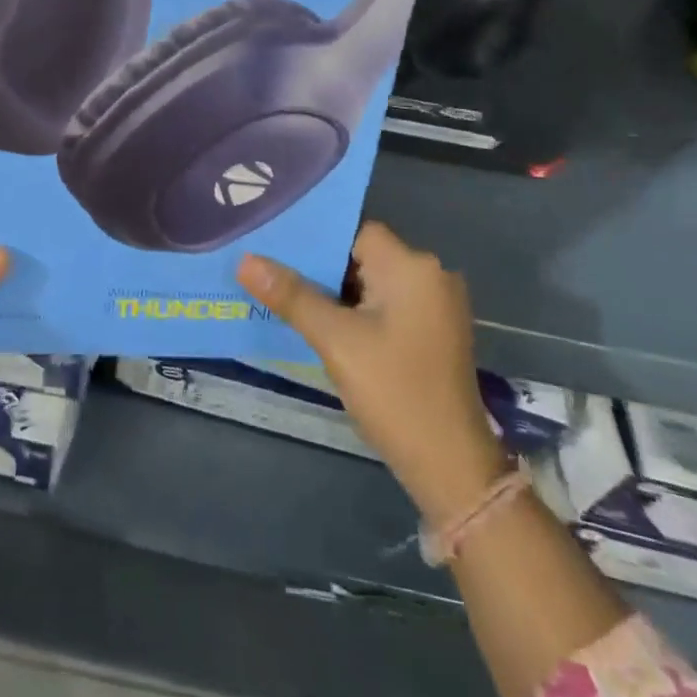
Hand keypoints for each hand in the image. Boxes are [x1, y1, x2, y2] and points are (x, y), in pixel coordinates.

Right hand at [238, 222, 505, 526]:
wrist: (451, 465)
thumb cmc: (394, 391)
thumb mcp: (335, 340)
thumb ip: (291, 295)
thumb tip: (246, 260)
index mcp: (412, 266)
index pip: (354, 232)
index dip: (316, 241)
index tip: (276, 251)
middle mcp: (431, 274)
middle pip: (363, 256)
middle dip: (321, 269)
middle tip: (273, 277)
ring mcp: (437, 305)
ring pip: (373, 283)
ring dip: (337, 293)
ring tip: (291, 301)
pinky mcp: (435, 331)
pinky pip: (387, 305)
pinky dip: (358, 312)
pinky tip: (326, 327)